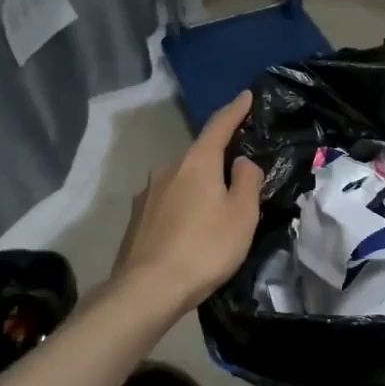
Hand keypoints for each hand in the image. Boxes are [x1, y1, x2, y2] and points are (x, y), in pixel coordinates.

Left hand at [111, 92, 264, 319]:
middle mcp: (168, 168)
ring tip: (216, 205)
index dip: (236, 110)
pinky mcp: (137, 217)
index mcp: (197, 162)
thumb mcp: (242, 215)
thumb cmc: (204, 248)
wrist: (146, 290)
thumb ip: (247, 181)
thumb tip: (241, 162)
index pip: (219, 125)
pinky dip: (184, 203)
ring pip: (182, 178)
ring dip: (200, 184)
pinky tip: (191, 226)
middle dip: (219, 157)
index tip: (246, 96)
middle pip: (199, 154)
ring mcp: (148, 193)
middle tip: (240, 170)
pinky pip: (169, 200)